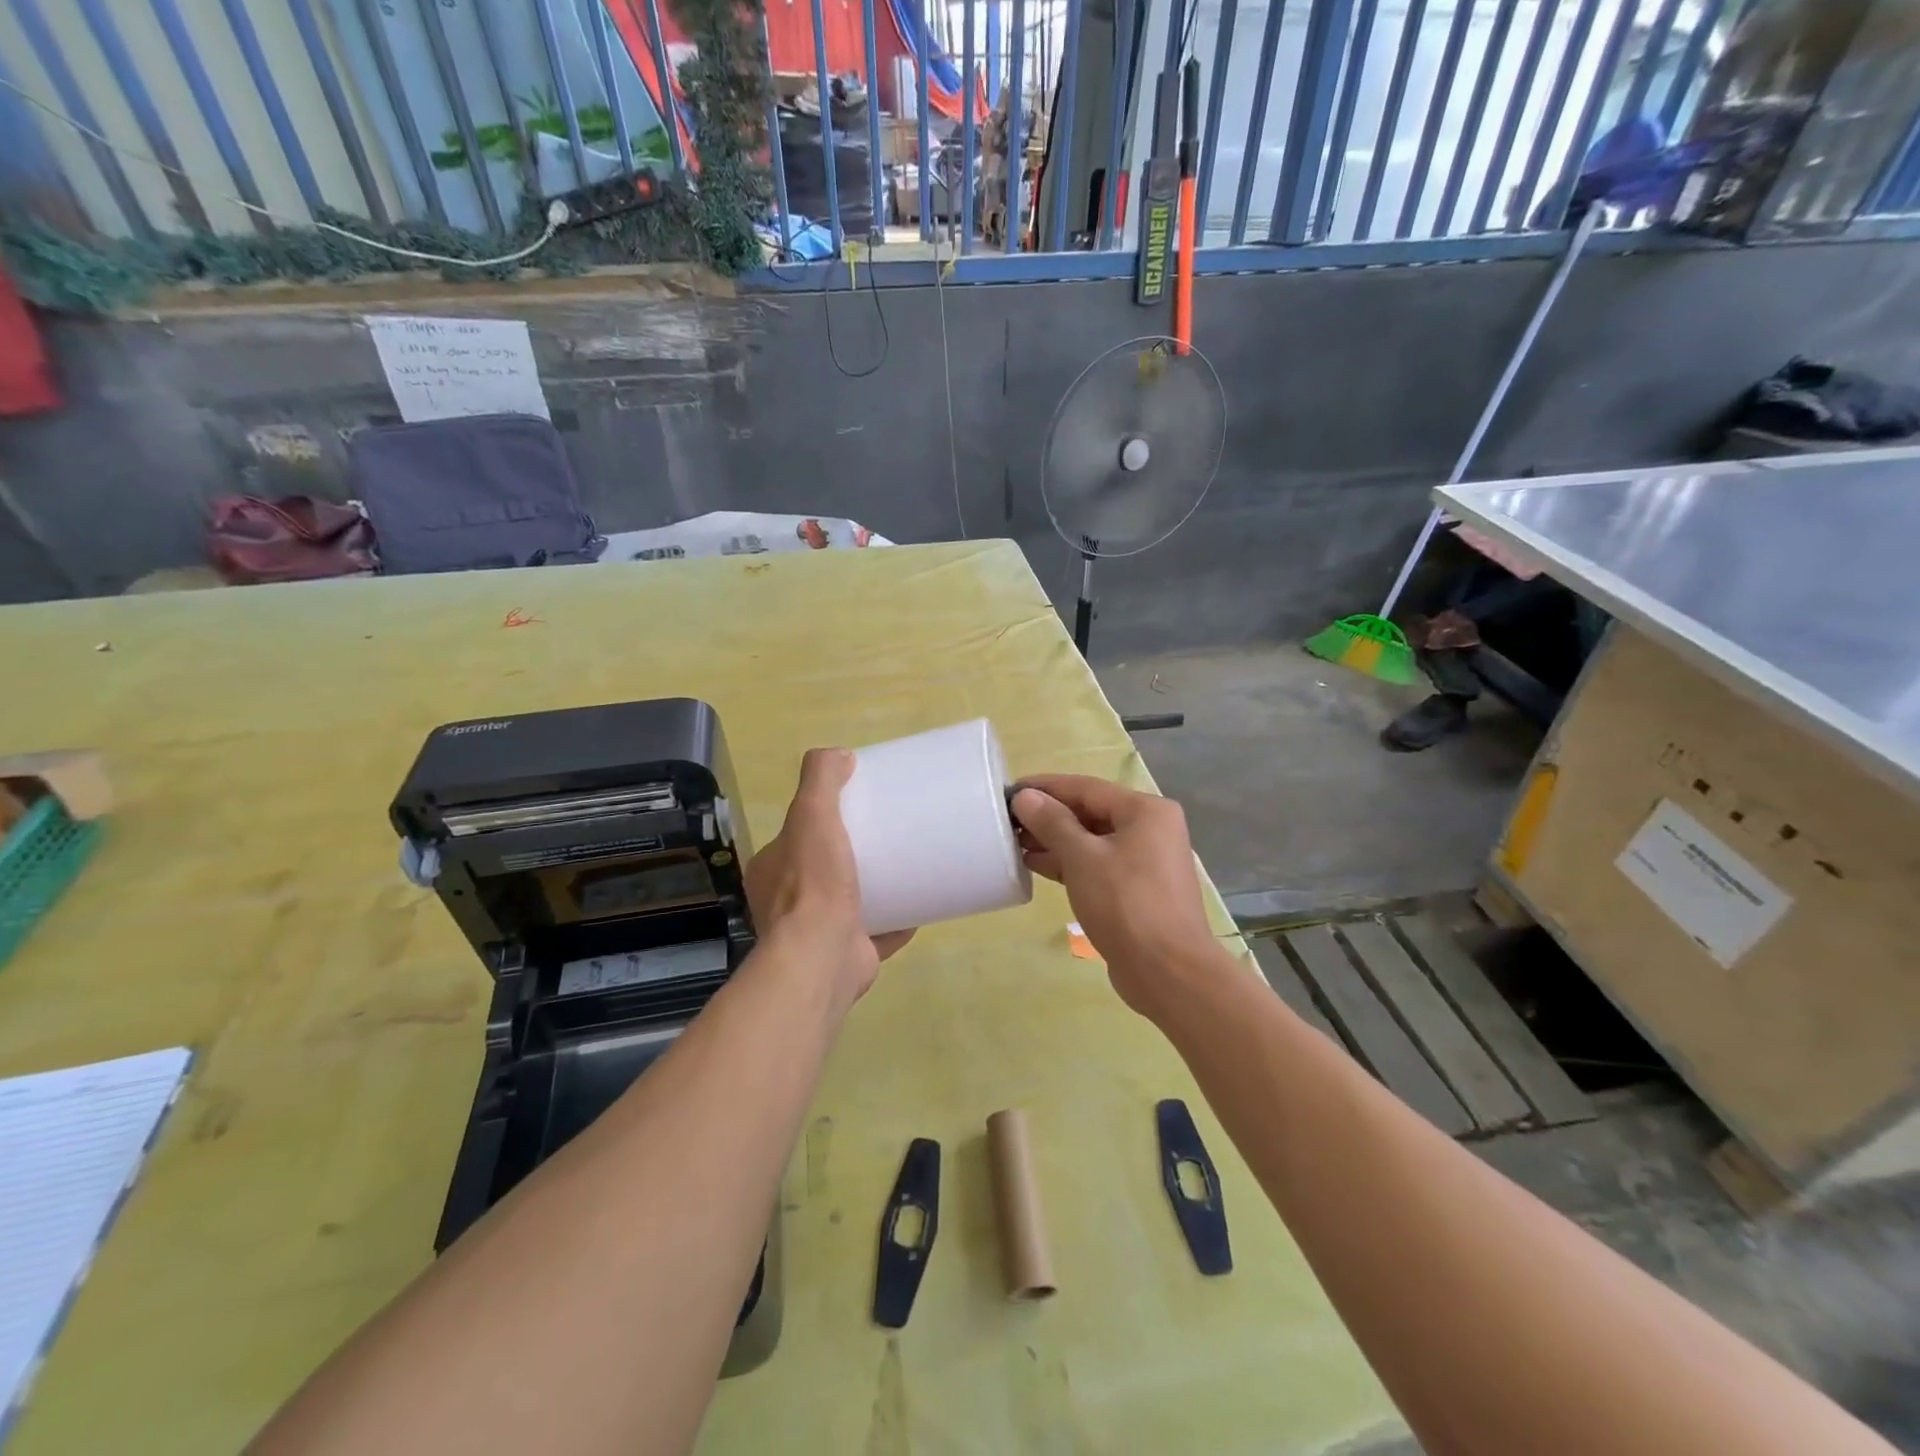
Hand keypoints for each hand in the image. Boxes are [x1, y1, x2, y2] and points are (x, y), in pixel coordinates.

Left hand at [746, 748, 912, 1010]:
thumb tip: (841, 755)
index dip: (822, 819)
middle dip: (853, 853)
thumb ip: (820, 779)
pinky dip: (897, 920)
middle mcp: (788, 904)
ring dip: (875, 887)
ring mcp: (818, 933)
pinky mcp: (850, 954)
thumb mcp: (811, 815)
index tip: (856, 807)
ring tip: (908, 864)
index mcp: (772, 871)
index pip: (796, 836)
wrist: (823, 957)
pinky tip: (920, 904)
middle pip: (825, 868)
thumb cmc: (813, 884)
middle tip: (889, 833)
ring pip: (850, 901)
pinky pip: (878, 931)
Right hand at [1011, 775, 1221, 1018]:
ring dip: (1054, 841)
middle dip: (1048, 816)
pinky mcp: (1136, 890)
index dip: (1045, 787)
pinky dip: (1068, 863)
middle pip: (1090, 812)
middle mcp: (1150, 829)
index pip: (1086, 787)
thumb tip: (1025, 797)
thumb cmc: (1126, 905)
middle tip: (1007, 820)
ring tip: (1014, 842)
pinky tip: (1035, 865)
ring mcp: (1145, 861)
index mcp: (1146, 811)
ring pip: (1092, 840)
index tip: (1009, 790)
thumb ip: (1052, 823)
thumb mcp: (1083, 858)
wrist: (1168, 973)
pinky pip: (1097, 865)